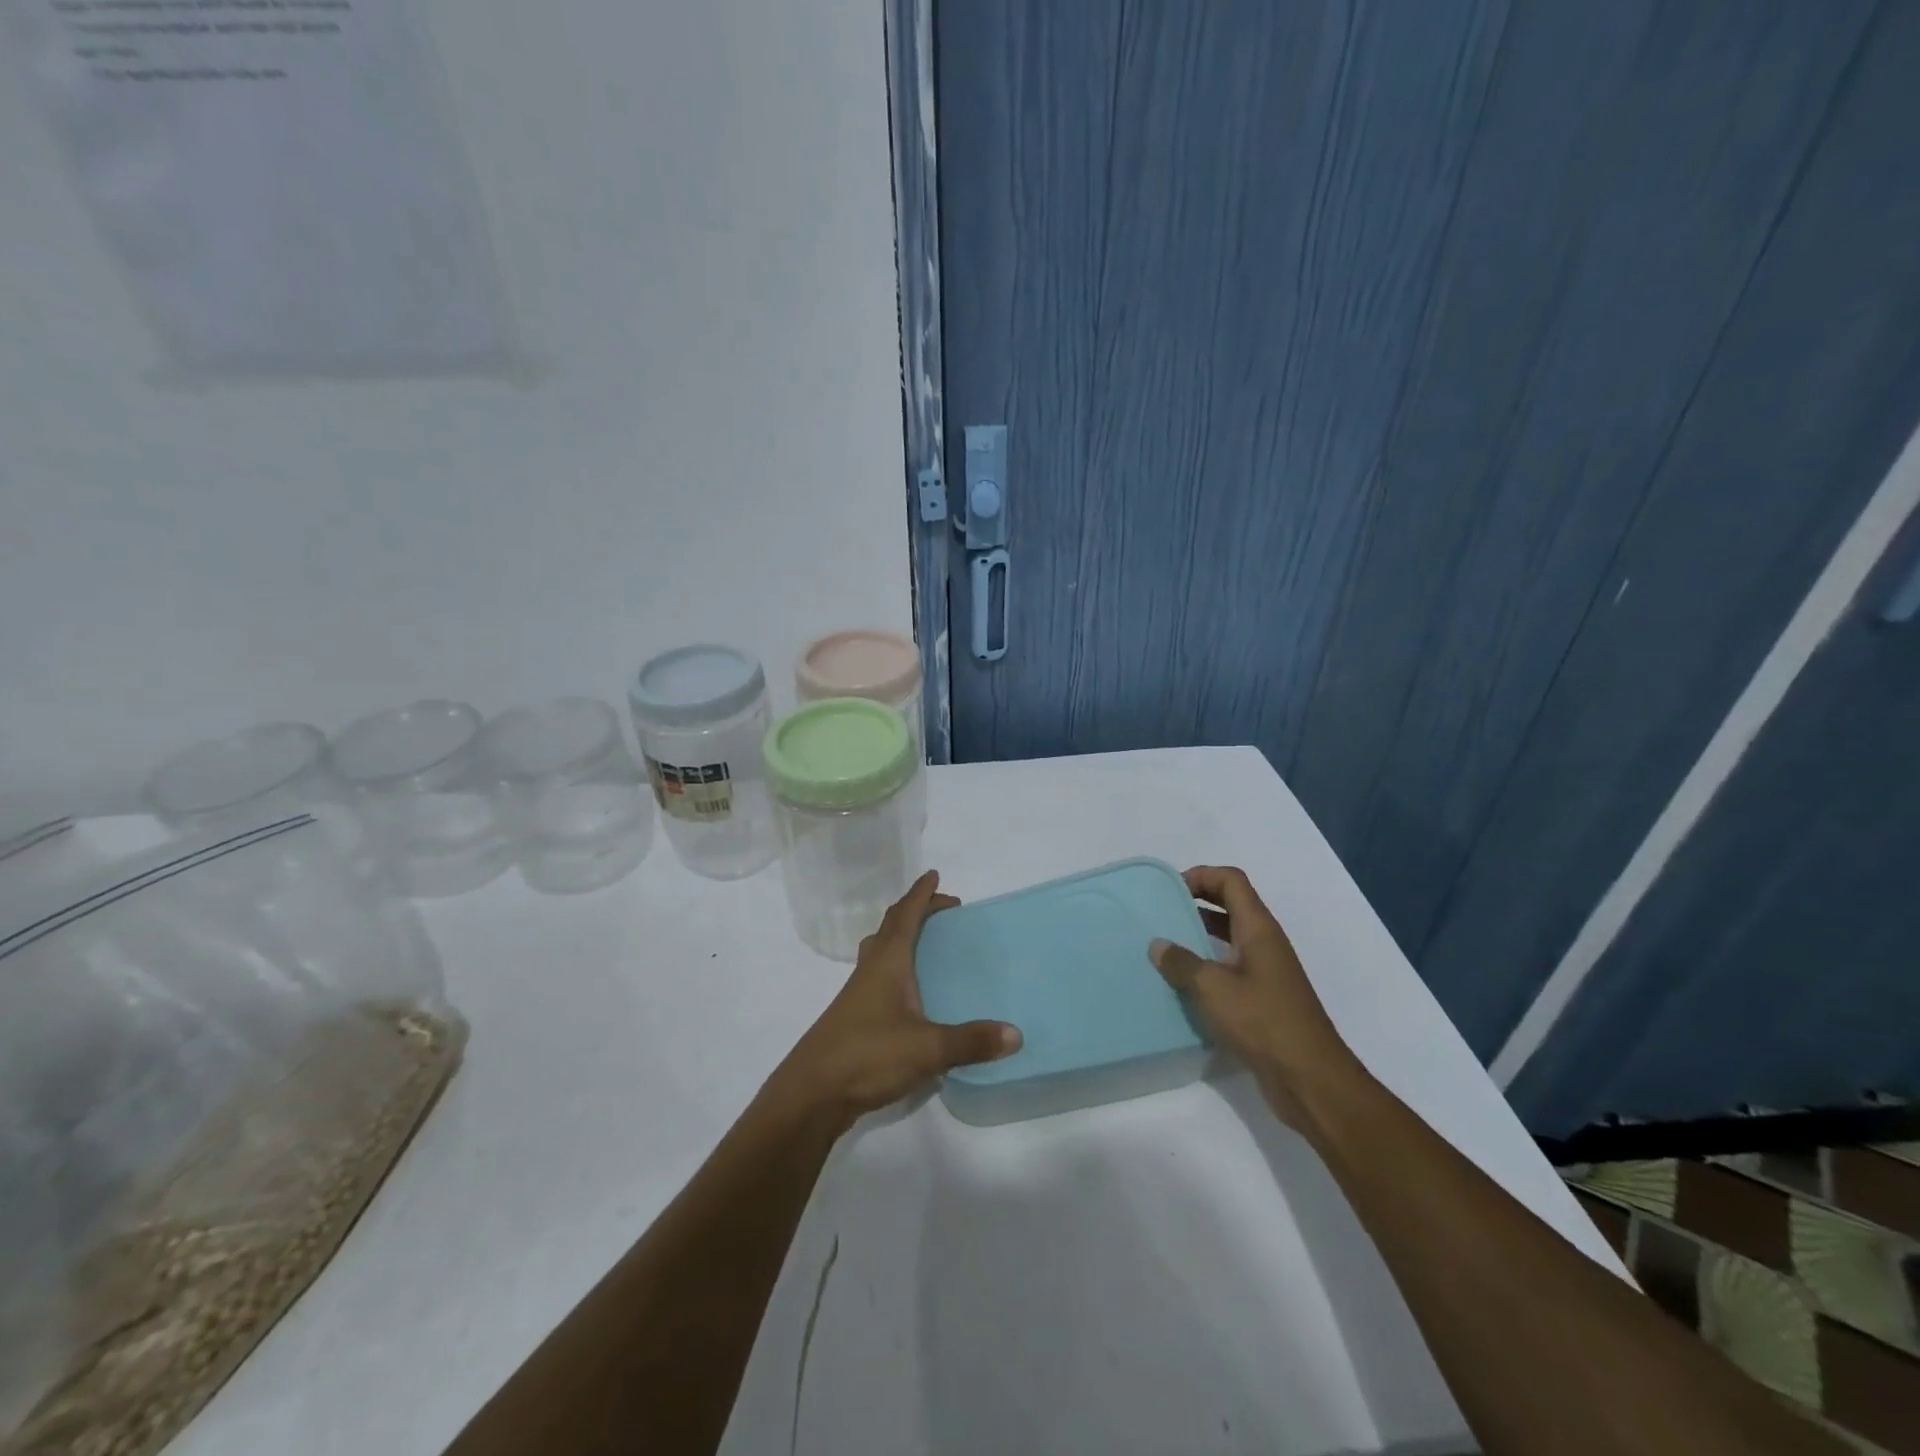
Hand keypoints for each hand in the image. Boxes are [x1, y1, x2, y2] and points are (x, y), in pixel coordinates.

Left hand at [771, 871, 1020, 1126]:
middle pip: (890, 928)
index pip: (905, 916)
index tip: (935, 875)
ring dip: (901, 939)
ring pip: (880, 953)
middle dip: (916, 912)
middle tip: (942, 912)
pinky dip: (897, 971)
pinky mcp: (855, 1020)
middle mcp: (871, 971)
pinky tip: (911, 997)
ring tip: (926, 946)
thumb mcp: (927, 1049)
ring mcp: (858, 996)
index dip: (921, 895)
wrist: (811, 1094)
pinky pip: (878, 979)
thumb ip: (971, 1041)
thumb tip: (1016, 1034)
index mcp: (887, 963)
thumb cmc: (867, 1056)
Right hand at [1149, 865, 1360, 1130]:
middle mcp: (1265, 943)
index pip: (1231, 881)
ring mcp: (1266, 972)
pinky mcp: (1263, 999)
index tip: (1169, 890)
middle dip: (1196, 902)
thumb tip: (1158, 944)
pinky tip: (1182, 984)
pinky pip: (1230, 968)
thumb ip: (1181, 962)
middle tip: (1160, 913)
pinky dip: (1206, 966)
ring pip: (1229, 938)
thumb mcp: (1213, 988)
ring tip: (1164, 946)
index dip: (1201, 875)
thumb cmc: (1263, 1022)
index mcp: (1258, 929)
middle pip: (1230, 905)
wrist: (1310, 1080)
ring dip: (1198, 936)